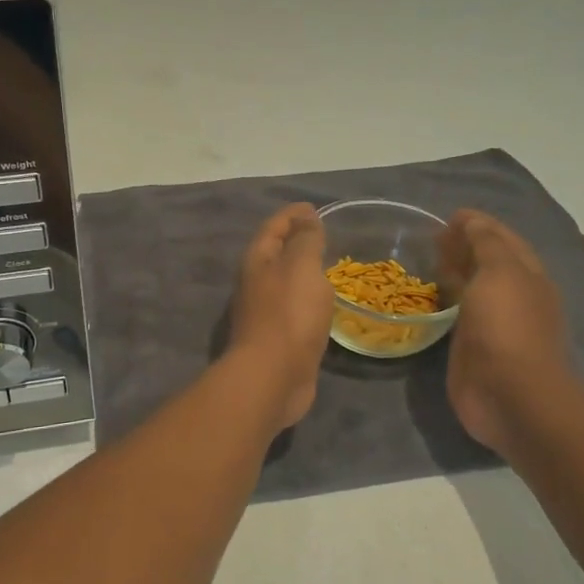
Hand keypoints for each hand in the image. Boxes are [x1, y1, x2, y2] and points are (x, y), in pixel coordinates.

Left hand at [227, 203, 334, 428]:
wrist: (272, 377)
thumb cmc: (288, 314)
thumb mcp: (301, 266)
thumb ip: (305, 240)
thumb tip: (306, 218)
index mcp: (257, 261)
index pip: (274, 227)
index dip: (293, 214)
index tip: (314, 207)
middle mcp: (255, 284)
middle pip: (275, 253)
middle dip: (296, 241)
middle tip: (324, 235)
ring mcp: (264, 313)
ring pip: (284, 283)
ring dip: (302, 272)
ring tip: (328, 266)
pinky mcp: (277, 339)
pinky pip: (293, 308)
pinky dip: (307, 299)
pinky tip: (323, 304)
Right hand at [438, 210, 579, 456]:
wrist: (511, 395)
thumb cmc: (508, 327)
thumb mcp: (500, 272)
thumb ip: (485, 243)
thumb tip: (471, 221)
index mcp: (527, 275)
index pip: (502, 239)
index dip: (478, 224)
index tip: (448, 216)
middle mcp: (515, 296)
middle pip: (488, 263)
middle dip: (464, 246)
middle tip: (433, 239)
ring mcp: (495, 324)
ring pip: (474, 288)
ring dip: (455, 272)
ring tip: (428, 262)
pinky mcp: (474, 348)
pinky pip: (459, 314)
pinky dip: (446, 300)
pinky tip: (430, 297)